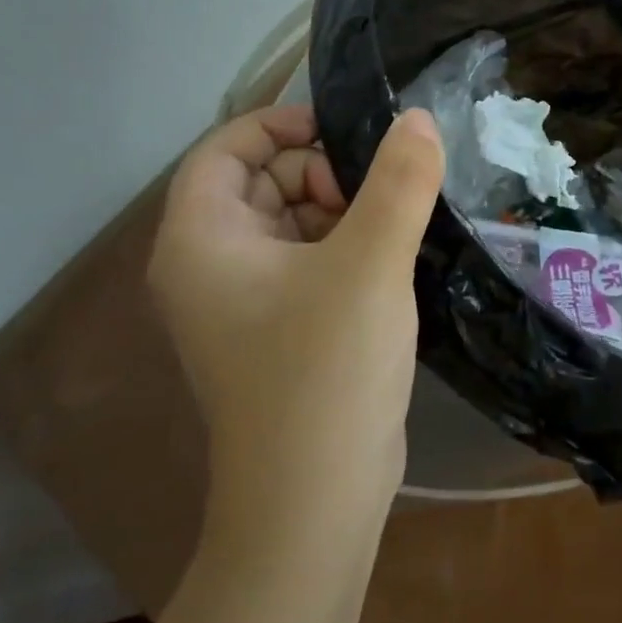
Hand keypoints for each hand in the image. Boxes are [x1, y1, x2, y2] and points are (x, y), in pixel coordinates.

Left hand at [148, 104, 444, 555]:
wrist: (315, 503)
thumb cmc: (326, 370)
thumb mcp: (370, 263)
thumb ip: (399, 181)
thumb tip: (420, 119)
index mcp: (201, 239)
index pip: (225, 148)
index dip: (282, 125)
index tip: (345, 130)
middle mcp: (209, 265)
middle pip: (260, 181)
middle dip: (321, 172)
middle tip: (378, 198)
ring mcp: (243, 302)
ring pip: (290, 220)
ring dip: (342, 211)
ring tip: (392, 231)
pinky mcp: (278, 329)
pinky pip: (307, 260)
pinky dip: (345, 246)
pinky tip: (389, 261)